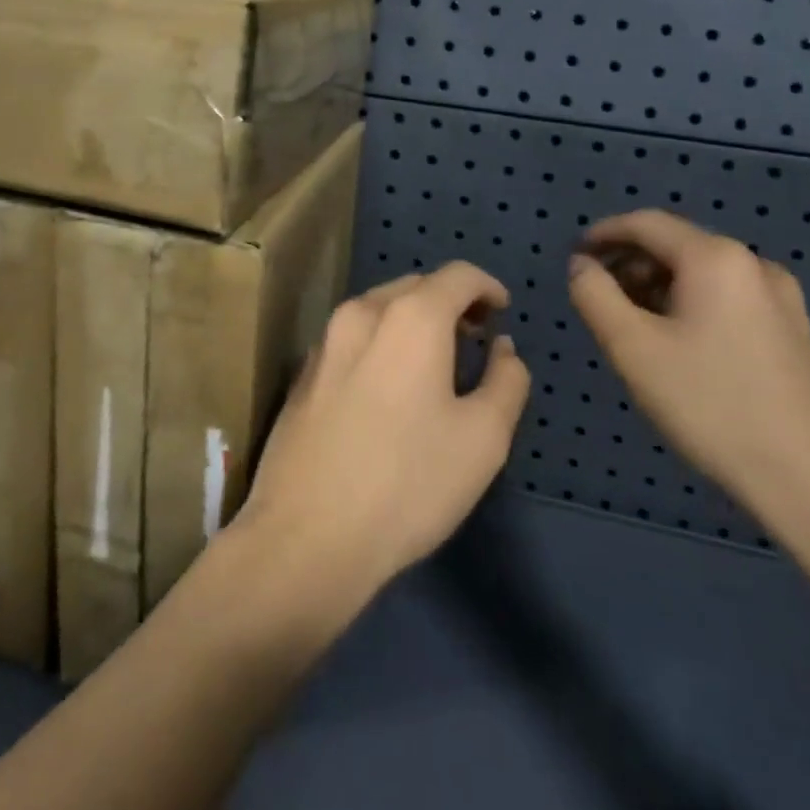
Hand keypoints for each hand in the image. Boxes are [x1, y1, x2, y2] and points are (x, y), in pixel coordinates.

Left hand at [234, 263, 531, 609]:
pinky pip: (353, 337)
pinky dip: (382, 341)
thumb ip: (506, 381)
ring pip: (380, 309)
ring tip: (436, 363)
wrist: (307, 534)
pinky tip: (390, 387)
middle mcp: (361, 312)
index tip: (502, 313)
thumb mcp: (484, 439)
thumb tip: (503, 349)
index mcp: (409, 317)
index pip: (457, 275)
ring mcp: (324, 341)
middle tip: (475, 340)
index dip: (487, 287)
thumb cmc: (408, 484)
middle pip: (415, 286)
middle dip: (451, 303)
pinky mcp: (303, 372)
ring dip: (414, 321)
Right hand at [568, 210, 809, 546]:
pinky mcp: (794, 332)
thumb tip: (582, 265)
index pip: (646, 224)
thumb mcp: (632, 349)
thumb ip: (594, 296)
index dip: (604, 233)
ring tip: (631, 327)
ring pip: (702, 274)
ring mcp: (782, 299)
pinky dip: (690, 305)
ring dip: (658, 286)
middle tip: (598, 299)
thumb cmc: (711, 406)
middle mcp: (754, 265)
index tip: (574, 257)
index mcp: (715, 259)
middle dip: (630, 264)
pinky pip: (727, 299)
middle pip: (676, 245)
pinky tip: (677, 346)